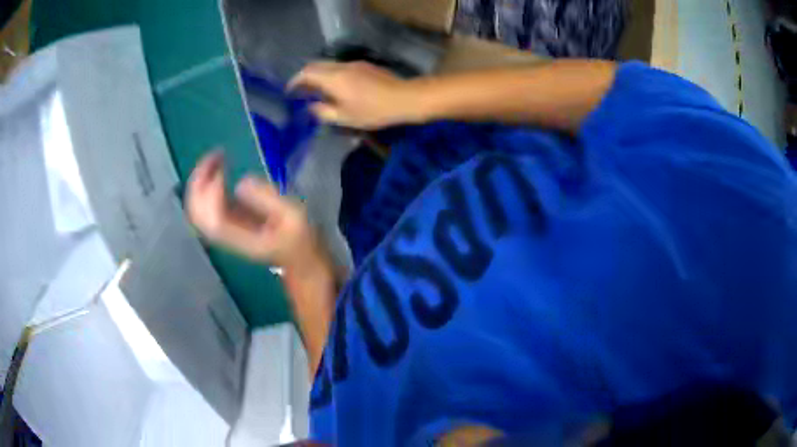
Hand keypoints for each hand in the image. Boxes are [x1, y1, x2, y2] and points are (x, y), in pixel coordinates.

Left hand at [185, 151, 323, 272]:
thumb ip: (268, 199)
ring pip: (197, 208)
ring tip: (216, 157)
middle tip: (216, 156)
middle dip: (200, 182)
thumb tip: (240, 183)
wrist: (296, 257)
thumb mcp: (293, 217)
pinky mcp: (225, 219)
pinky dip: (205, 183)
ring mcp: (223, 228)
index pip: (215, 220)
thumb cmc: (299, 237)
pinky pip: (204, 203)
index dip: (213, 194)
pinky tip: (217, 167)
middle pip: (198, 214)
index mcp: (243, 240)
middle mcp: (226, 236)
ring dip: (200, 180)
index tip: (225, 169)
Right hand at [289, 61, 416, 129]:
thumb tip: (311, 107)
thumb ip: (324, 112)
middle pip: (316, 65)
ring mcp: (354, 64)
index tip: (290, 91)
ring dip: (319, 75)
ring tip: (318, 91)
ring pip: (329, 65)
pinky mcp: (365, 66)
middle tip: (302, 91)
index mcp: (333, 78)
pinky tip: (338, 88)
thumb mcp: (345, 117)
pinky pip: (341, 67)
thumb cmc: (373, 111)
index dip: (295, 81)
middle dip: (305, 77)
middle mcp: (341, 66)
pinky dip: (332, 75)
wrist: (405, 98)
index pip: (306, 73)